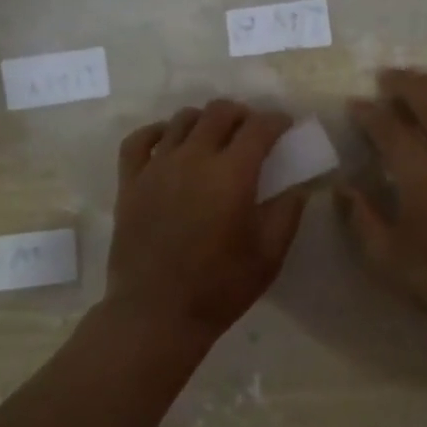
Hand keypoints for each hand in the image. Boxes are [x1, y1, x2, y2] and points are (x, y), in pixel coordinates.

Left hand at [107, 100, 307, 340]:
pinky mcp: (130, 182)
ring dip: (205, 121)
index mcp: (232, 174)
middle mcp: (193, 158)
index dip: (277, 121)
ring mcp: (156, 167)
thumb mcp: (269, 255)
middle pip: (219, 112)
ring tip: (214, 138)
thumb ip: (287, 213)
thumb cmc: (220, 287)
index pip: (259, 127)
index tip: (285, 127)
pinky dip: (157, 132)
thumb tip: (297, 186)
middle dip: (242, 114)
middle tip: (251, 132)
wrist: (156, 313)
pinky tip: (168, 141)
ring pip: (182, 120)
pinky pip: (139, 140)